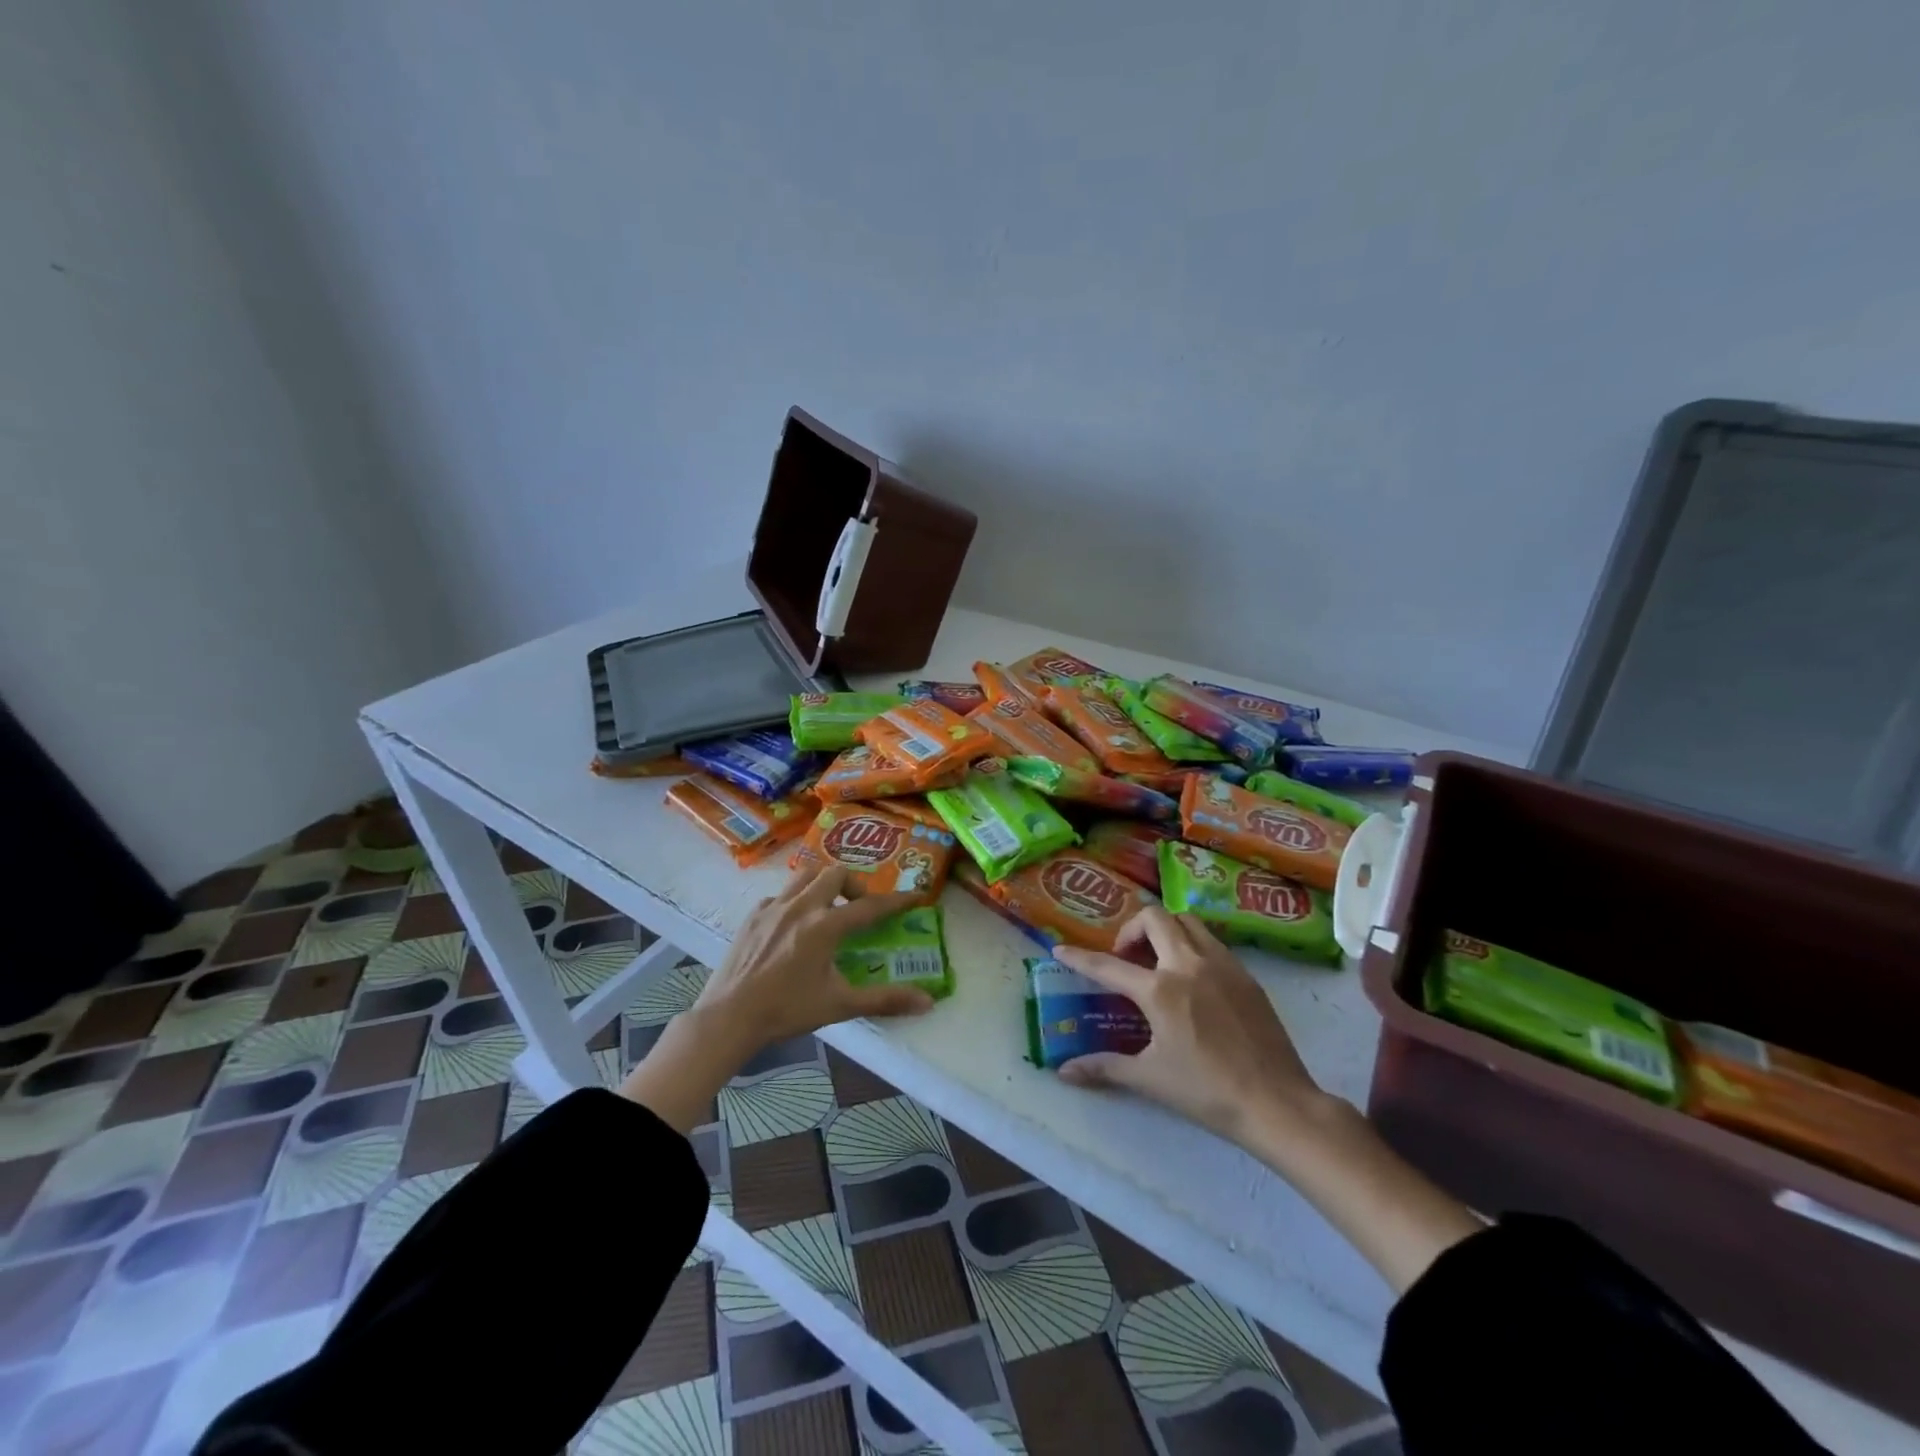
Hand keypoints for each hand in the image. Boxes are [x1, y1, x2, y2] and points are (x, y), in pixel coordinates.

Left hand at [691, 864, 934, 1048]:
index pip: (870, 906)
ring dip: (824, 884)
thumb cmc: (787, 1010)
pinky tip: (795, 924)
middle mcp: (801, 906)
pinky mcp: (753, 914)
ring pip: (806, 874)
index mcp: (825, 926)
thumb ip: (884, 1000)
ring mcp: (773, 906)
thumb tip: (928, 1002)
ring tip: (829, 908)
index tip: (916, 895)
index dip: (897, 900)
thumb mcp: (840, 1005)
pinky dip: (796, 900)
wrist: (729, 1016)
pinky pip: (781, 893)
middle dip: (854, 885)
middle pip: (836, 873)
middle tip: (859, 909)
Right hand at [1060, 907, 1486, 1292]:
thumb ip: (1105, 1068)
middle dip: (1131, 929)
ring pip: (1186, 921)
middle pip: (1154, 917)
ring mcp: (1222, 964)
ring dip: (1164, 929)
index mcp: (1160, 990)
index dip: (1080, 957)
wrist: (1278, 1103)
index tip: (1061, 949)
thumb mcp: (1151, 1080)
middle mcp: (1188, 964)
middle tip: (1126, 958)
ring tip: (1157, 960)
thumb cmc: (1208, 1093)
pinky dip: (1191, 944)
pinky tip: (1192, 978)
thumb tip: (1065, 1071)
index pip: (1109, 965)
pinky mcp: (1245, 974)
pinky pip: (1211, 940)